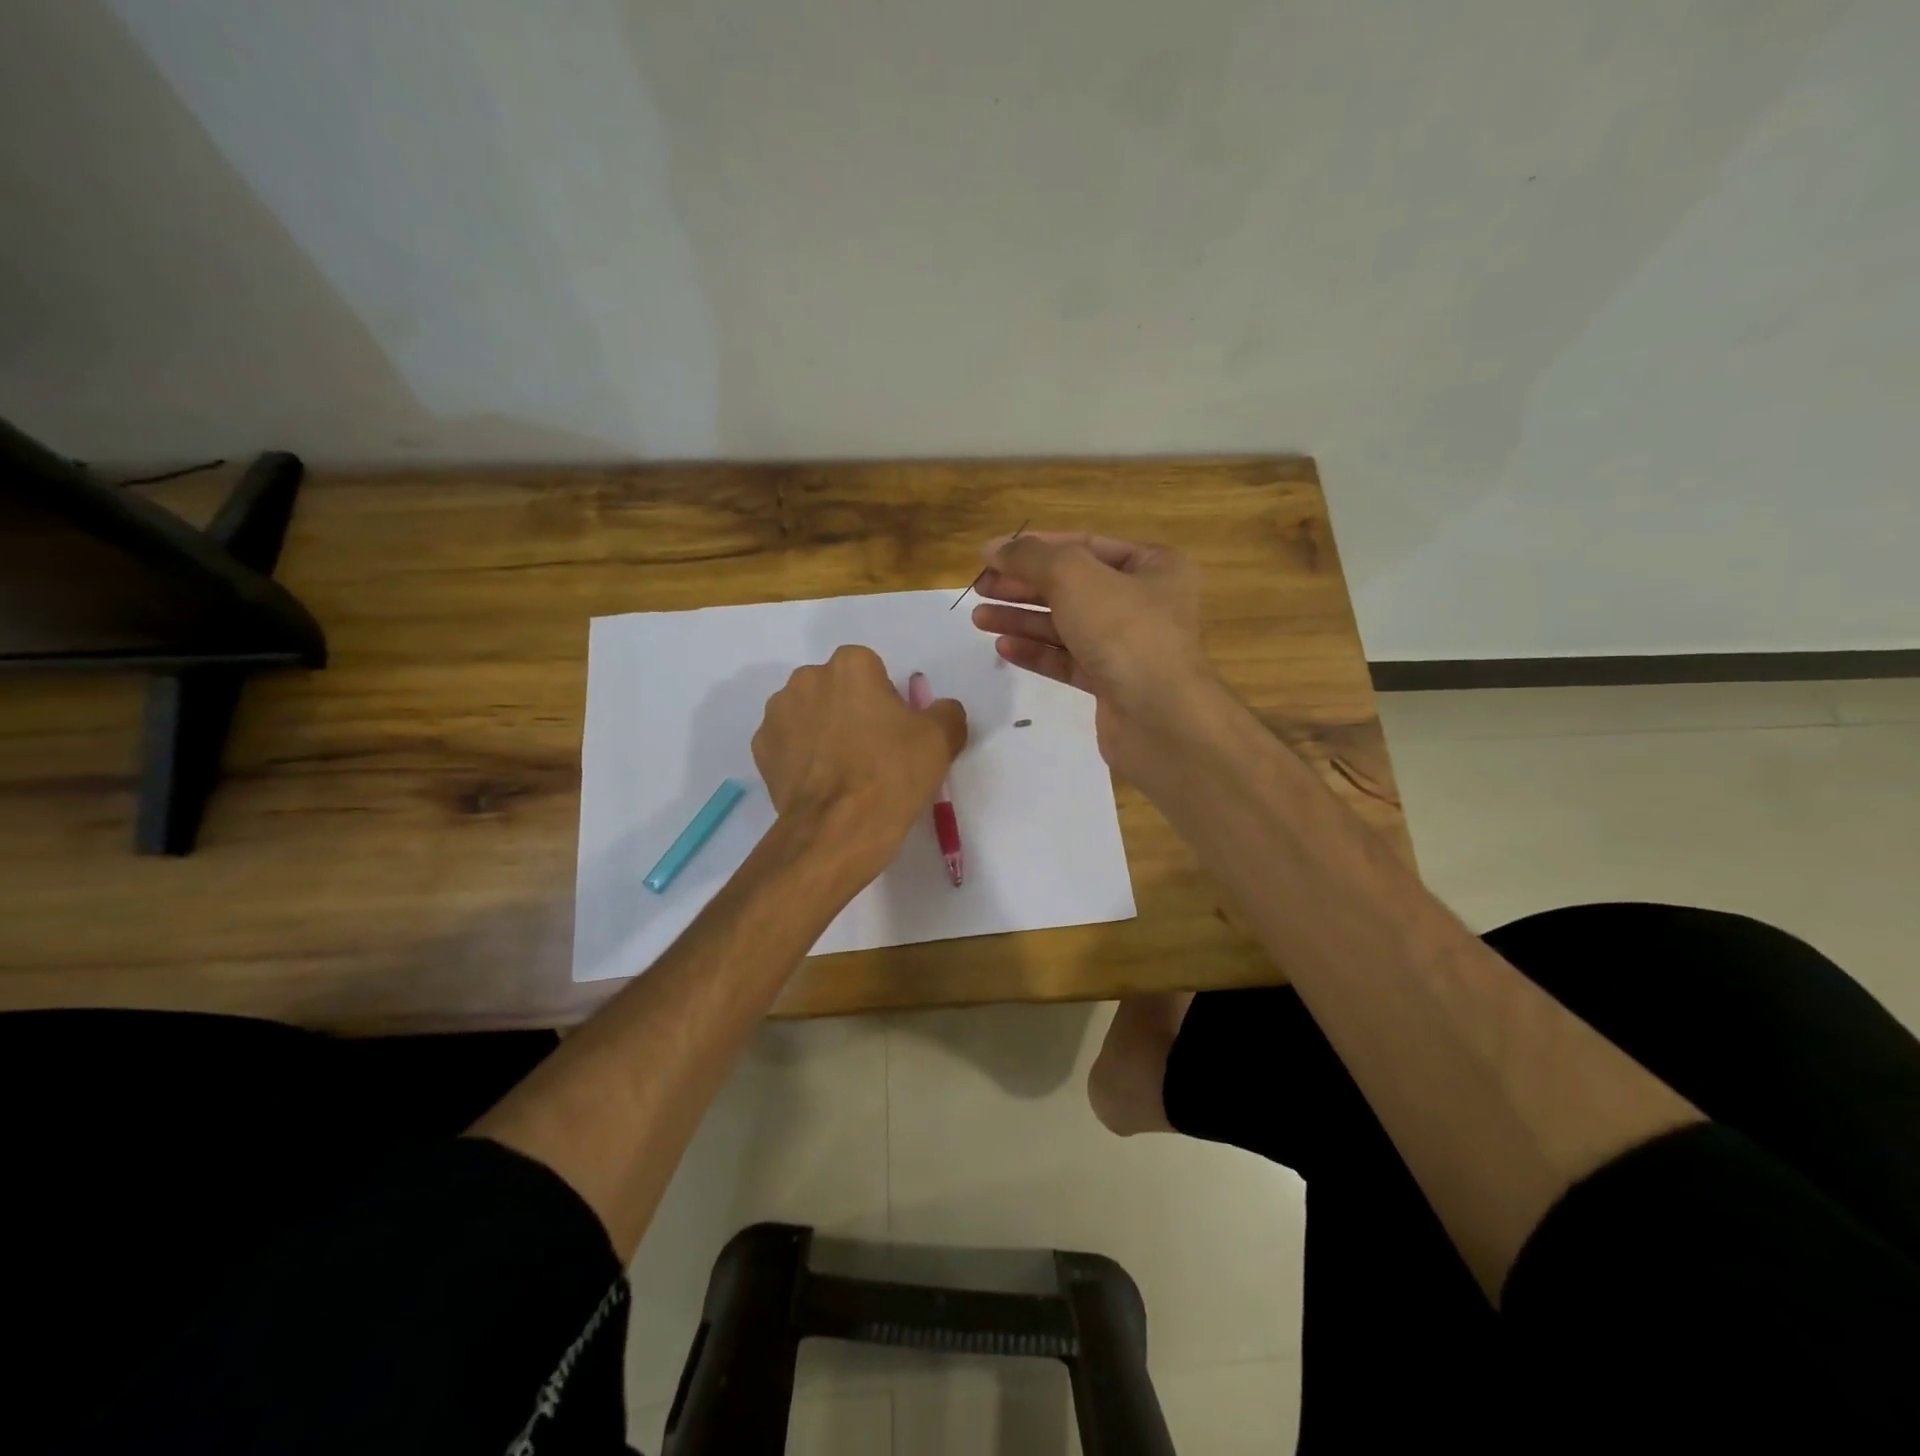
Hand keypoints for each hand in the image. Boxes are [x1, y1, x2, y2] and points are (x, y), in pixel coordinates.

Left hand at [752, 645, 967, 881]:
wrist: (838, 830)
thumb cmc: (891, 774)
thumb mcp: (941, 739)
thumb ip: (945, 712)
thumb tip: (939, 711)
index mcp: (850, 665)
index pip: (874, 672)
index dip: (888, 702)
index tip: (896, 733)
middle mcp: (806, 679)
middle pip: (838, 689)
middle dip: (851, 711)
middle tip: (873, 752)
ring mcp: (777, 714)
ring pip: (810, 715)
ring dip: (824, 731)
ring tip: (844, 772)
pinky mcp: (761, 749)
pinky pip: (789, 744)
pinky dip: (802, 757)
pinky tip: (821, 785)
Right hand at [969, 533, 1214, 781]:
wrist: (1159, 717)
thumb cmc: (1124, 631)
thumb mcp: (1074, 576)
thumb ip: (1031, 557)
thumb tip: (995, 548)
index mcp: (1152, 566)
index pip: (1084, 545)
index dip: (1035, 548)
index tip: (990, 556)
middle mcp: (1144, 602)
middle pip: (1072, 586)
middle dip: (1023, 586)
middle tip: (980, 590)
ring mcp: (1128, 647)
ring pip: (1066, 625)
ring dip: (1022, 619)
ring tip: (979, 619)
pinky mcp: (1112, 684)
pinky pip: (1068, 660)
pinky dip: (1036, 652)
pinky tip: (1004, 648)